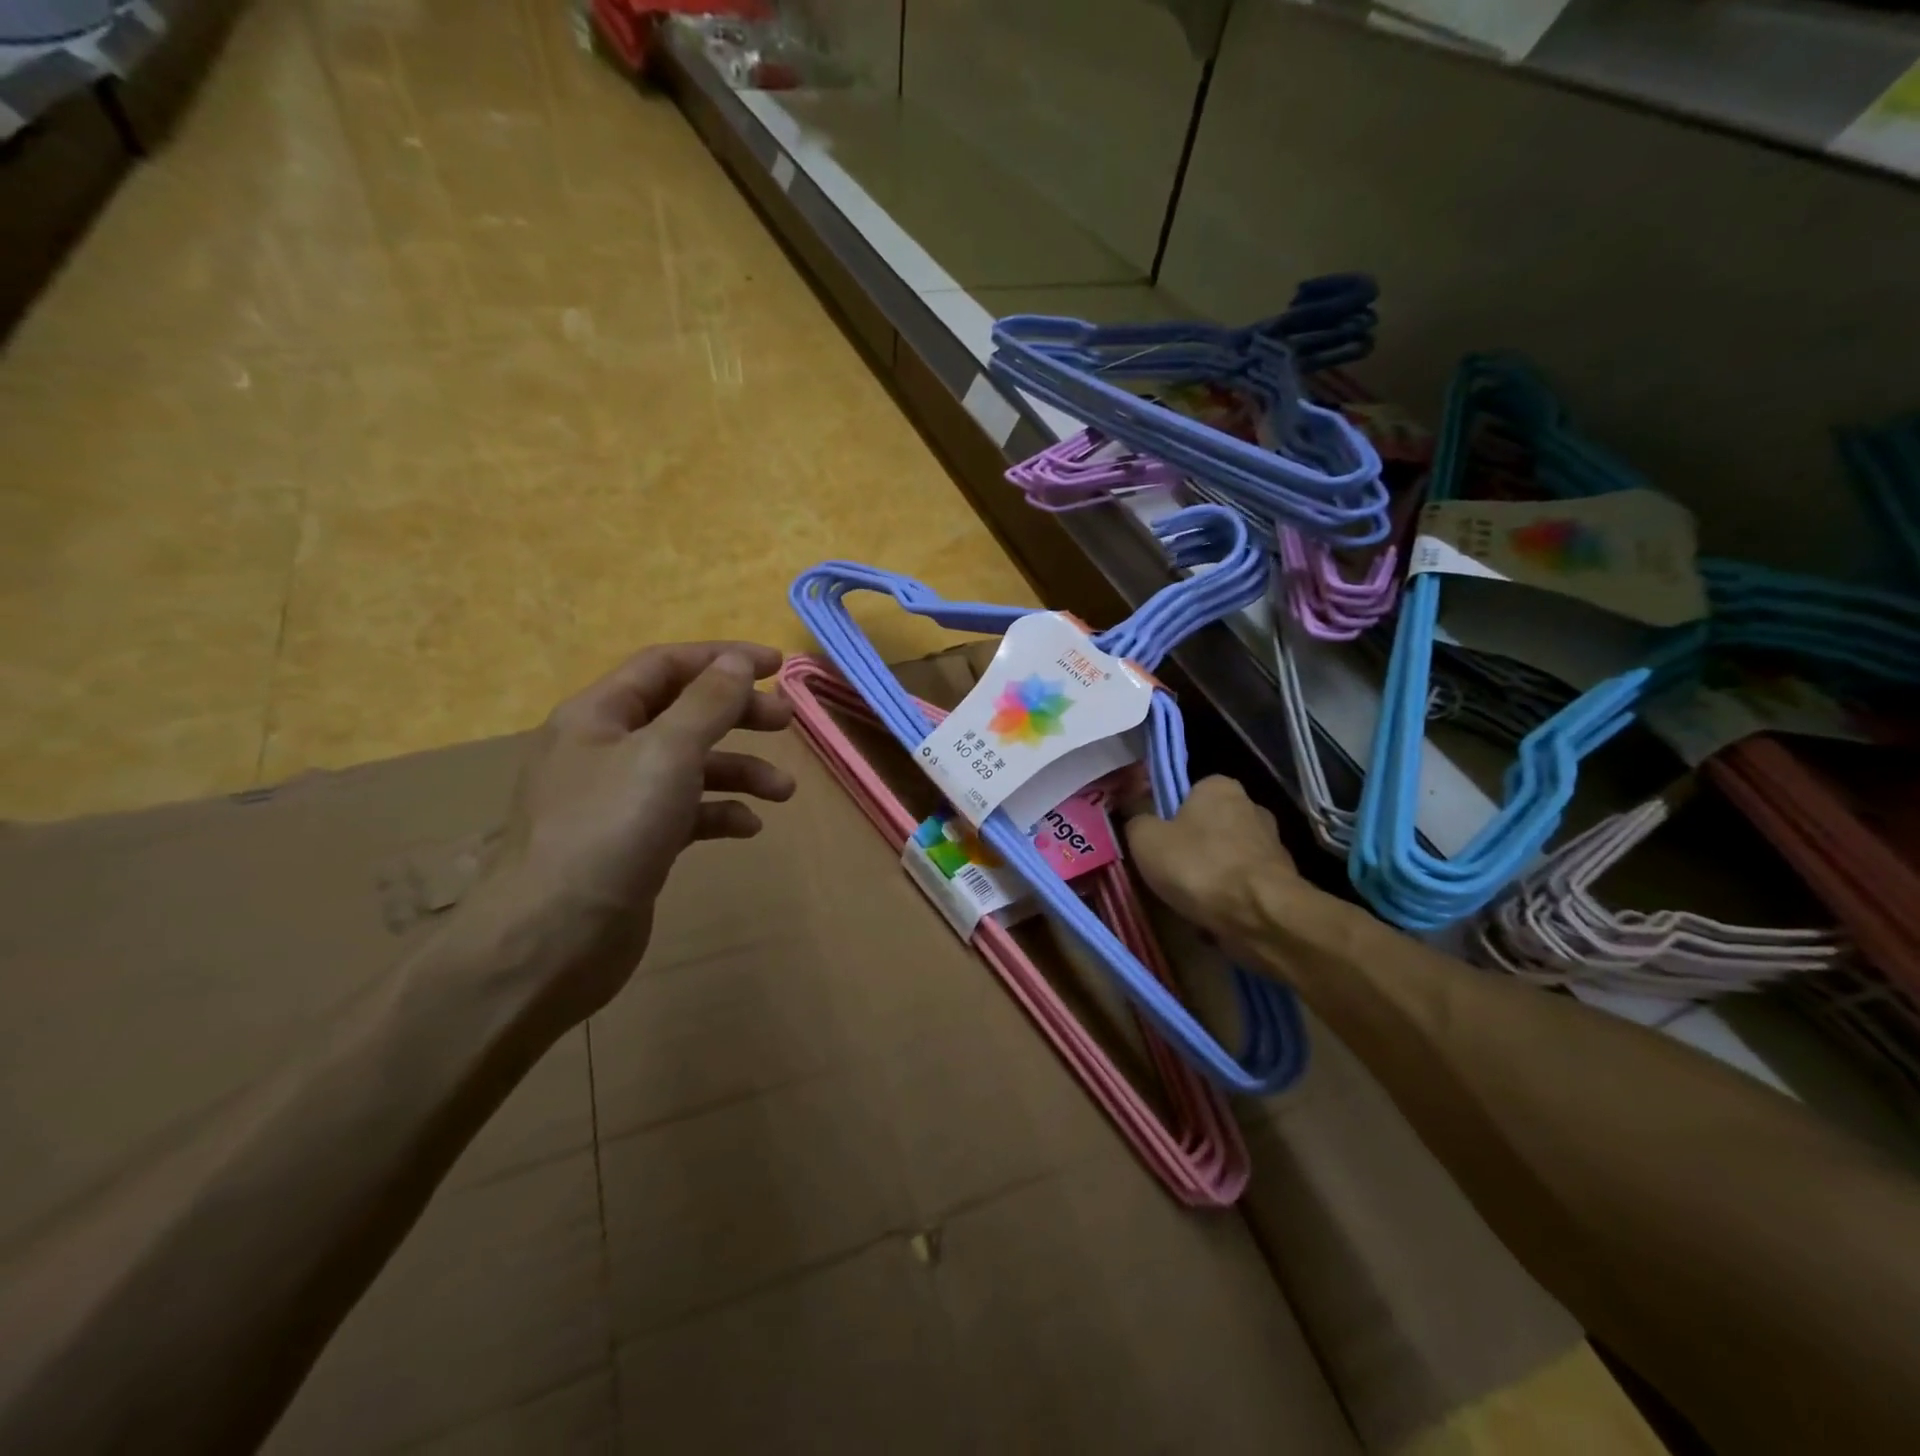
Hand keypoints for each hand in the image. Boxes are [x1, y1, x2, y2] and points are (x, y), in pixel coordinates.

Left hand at [457, 642, 794, 1033]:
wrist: (553, 938)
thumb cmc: (610, 829)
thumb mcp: (667, 752)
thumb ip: (707, 703)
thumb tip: (736, 661)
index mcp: (598, 715)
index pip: (665, 665)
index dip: (722, 658)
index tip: (776, 666)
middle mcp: (604, 749)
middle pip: (682, 713)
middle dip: (737, 714)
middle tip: (786, 723)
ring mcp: (617, 800)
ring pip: (689, 766)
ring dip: (739, 770)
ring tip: (783, 791)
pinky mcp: (633, 843)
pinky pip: (685, 812)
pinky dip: (719, 812)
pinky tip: (748, 827)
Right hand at [1125, 776, 1297, 946]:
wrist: (1261, 916)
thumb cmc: (1198, 866)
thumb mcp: (1145, 839)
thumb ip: (1136, 820)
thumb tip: (1138, 817)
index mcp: (1219, 786)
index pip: (1187, 793)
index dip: (1168, 817)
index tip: (1156, 843)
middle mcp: (1252, 806)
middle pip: (1209, 826)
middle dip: (1192, 848)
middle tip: (1169, 874)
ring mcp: (1272, 843)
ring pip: (1226, 858)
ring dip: (1211, 876)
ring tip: (1190, 902)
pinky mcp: (1283, 879)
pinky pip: (1244, 885)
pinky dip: (1230, 898)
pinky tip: (1215, 917)